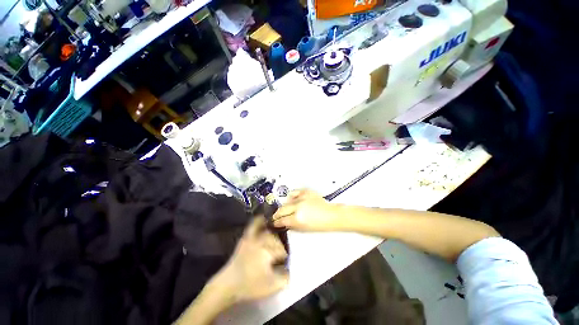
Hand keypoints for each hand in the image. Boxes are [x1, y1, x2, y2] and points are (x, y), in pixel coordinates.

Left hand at [211, 217, 288, 303]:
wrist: (228, 285)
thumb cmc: (250, 285)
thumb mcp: (271, 286)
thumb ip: (285, 277)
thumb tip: (289, 269)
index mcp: (268, 251)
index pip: (282, 250)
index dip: (284, 258)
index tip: (283, 264)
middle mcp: (261, 241)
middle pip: (276, 240)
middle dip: (279, 248)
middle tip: (279, 257)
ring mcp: (253, 238)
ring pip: (268, 232)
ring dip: (273, 237)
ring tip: (274, 244)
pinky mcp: (246, 238)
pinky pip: (253, 226)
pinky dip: (259, 221)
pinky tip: (263, 217)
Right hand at [273, 190, 342, 231]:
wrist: (331, 215)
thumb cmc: (320, 225)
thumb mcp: (304, 229)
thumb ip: (291, 225)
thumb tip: (284, 223)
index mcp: (297, 218)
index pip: (281, 220)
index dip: (276, 222)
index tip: (275, 223)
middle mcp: (298, 207)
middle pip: (281, 209)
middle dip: (277, 214)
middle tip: (276, 217)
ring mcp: (301, 198)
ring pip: (286, 201)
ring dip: (284, 206)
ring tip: (286, 209)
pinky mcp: (305, 192)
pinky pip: (294, 192)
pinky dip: (291, 196)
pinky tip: (292, 200)